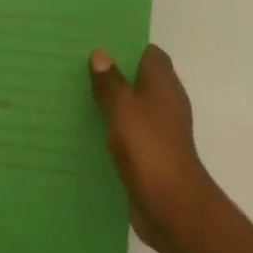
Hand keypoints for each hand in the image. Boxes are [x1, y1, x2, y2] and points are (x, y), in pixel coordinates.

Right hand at [89, 45, 222, 252]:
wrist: (172, 206)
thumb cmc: (148, 147)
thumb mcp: (122, 108)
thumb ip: (110, 81)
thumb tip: (101, 53)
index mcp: (163, 84)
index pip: (151, 54)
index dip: (129, 47)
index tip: (102, 45)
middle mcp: (166, 103)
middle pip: (142, 80)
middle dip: (116, 74)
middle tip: (83, 69)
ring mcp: (162, 131)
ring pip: (135, 108)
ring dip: (115, 104)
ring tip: (81, 96)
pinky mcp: (154, 156)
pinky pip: (132, 134)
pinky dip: (117, 131)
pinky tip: (92, 133)